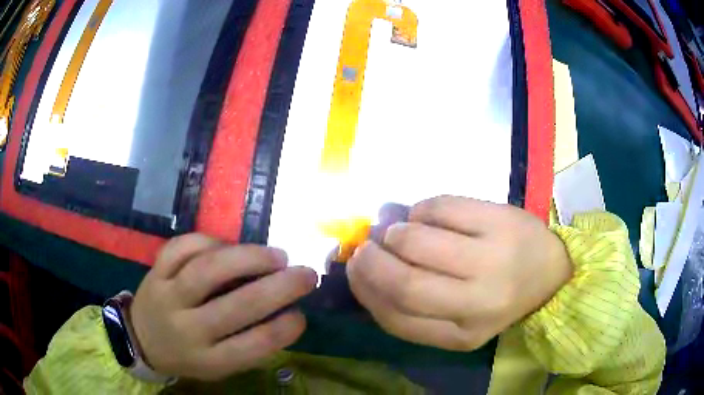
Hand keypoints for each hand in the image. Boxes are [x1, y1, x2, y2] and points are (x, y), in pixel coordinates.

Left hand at [129, 235, 316, 379]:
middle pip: (235, 307)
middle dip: (278, 288)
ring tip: (276, 255)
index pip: (252, 346)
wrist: (141, 339)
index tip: (302, 314)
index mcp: (207, 359)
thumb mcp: (219, 365)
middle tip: (306, 274)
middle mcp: (187, 329)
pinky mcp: (156, 271)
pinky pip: (182, 248)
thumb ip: (249, 344)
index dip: (284, 329)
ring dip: (247, 258)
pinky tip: (228, 245)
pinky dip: (210, 241)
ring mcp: (168, 296)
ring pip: (207, 270)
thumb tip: (286, 312)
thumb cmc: (188, 356)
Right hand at [347, 196, 571, 350]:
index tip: (354, 269)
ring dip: (396, 232)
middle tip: (367, 246)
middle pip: (405, 283)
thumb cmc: (499, 295)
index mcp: (462, 335)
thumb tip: (366, 268)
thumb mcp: (458, 318)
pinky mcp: (501, 221)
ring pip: (418, 241)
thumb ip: (414, 305)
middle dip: (373, 261)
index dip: (366, 290)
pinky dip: (422, 209)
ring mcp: (493, 260)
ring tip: (398, 230)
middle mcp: (478, 304)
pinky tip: (425, 215)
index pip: (395, 318)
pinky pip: (442, 208)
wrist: (550, 271)